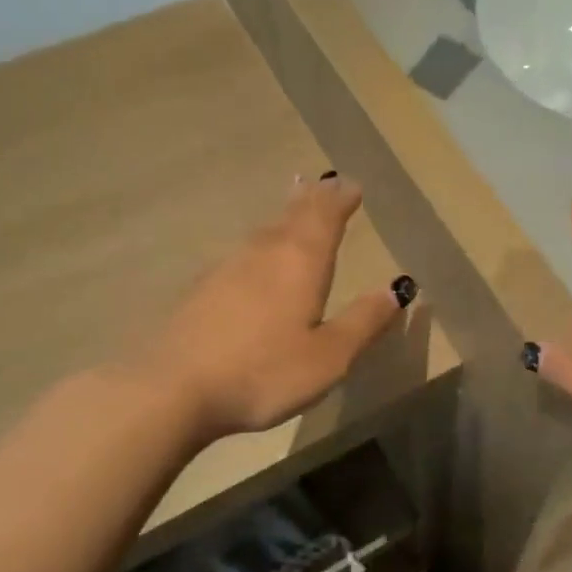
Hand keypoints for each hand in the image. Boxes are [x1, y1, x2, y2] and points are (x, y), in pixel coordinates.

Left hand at [115, 175, 413, 443]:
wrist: (173, 389)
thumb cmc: (263, 372)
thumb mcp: (329, 356)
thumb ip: (364, 321)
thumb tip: (398, 287)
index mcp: (300, 263)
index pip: (325, 218)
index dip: (340, 201)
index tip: (351, 185)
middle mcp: (264, 254)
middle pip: (292, 217)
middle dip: (312, 199)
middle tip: (324, 182)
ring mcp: (227, 269)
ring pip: (264, 232)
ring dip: (284, 216)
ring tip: (294, 206)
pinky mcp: (202, 291)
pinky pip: (243, 253)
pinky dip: (260, 243)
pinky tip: (254, 258)